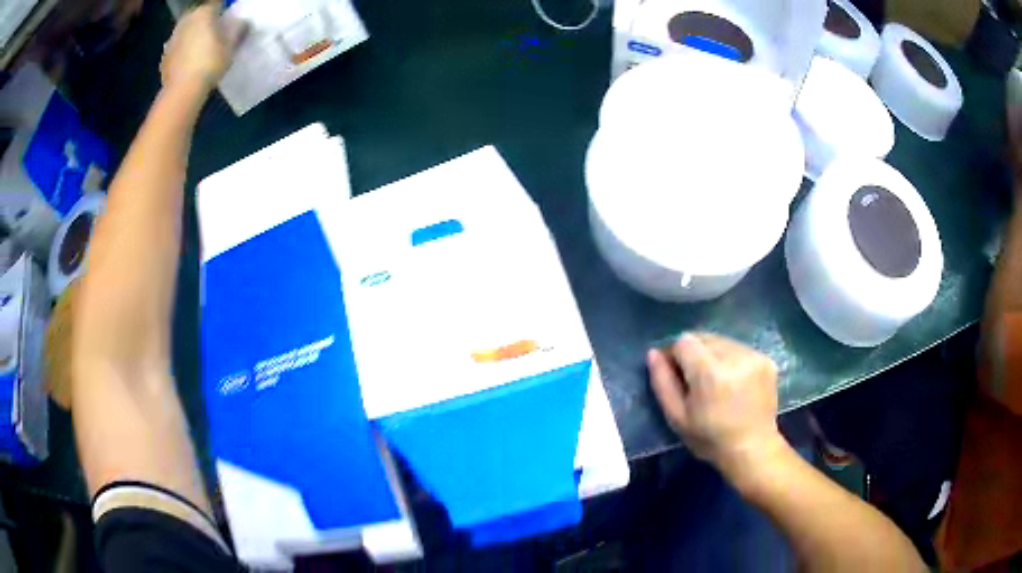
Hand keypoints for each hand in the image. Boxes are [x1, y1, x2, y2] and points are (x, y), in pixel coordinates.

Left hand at [160, 3, 245, 96]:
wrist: (182, 92)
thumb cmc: (209, 63)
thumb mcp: (231, 45)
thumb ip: (237, 29)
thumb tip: (242, 21)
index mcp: (203, 12)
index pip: (217, 3)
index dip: (224, 11)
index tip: (228, 20)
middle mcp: (186, 20)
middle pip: (199, 15)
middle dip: (206, 22)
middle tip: (215, 34)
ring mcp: (172, 38)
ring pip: (187, 30)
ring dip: (193, 35)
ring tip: (201, 50)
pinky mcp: (164, 56)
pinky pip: (178, 47)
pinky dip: (183, 50)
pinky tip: (189, 62)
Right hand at [648, 332, 786, 479]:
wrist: (752, 449)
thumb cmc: (710, 439)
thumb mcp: (677, 417)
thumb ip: (663, 382)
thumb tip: (653, 353)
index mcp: (710, 373)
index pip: (684, 341)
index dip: (675, 354)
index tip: (675, 373)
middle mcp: (734, 357)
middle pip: (704, 338)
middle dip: (695, 354)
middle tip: (695, 381)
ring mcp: (754, 356)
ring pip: (722, 342)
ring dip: (714, 355)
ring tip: (716, 382)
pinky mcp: (766, 360)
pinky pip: (739, 349)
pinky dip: (731, 361)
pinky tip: (733, 383)